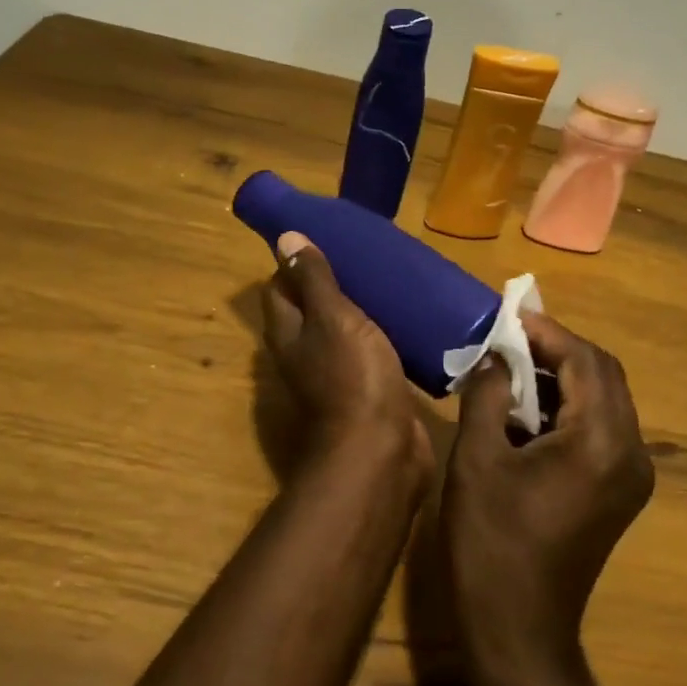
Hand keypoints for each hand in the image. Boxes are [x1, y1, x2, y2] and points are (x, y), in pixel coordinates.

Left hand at [261, 232, 432, 479]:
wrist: (381, 449)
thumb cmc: (353, 377)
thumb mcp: (332, 318)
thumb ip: (313, 280)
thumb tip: (284, 237)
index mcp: (289, 333)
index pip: (279, 288)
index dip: (294, 262)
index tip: (324, 237)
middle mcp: (306, 352)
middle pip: (312, 308)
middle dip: (332, 281)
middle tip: (365, 254)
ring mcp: (338, 373)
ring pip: (344, 330)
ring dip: (361, 307)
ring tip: (389, 278)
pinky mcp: (370, 387)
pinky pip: (372, 350)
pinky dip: (384, 332)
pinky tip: (407, 316)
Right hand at [439, 312, 654, 674]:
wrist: (520, 631)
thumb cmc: (491, 543)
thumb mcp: (478, 459)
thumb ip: (487, 394)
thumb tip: (494, 357)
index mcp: (599, 440)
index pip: (585, 360)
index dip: (548, 331)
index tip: (509, 316)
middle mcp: (630, 451)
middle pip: (604, 375)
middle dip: (558, 350)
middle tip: (510, 339)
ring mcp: (631, 475)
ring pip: (605, 401)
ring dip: (563, 378)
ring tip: (513, 369)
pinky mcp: (620, 492)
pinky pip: (601, 430)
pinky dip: (568, 409)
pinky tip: (528, 412)